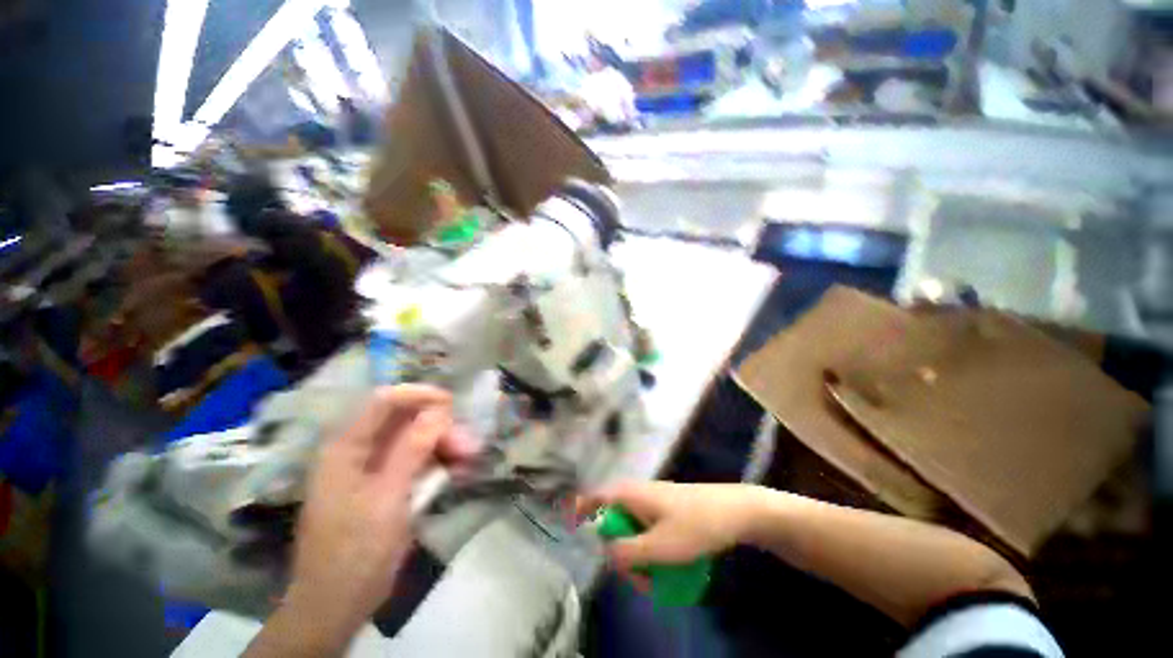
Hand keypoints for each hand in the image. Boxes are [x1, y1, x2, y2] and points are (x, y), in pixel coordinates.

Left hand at [274, 385, 477, 651]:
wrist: (338, 605)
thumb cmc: (355, 551)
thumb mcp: (387, 498)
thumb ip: (412, 449)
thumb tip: (440, 410)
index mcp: (347, 448)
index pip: (385, 401)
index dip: (419, 395)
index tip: (452, 404)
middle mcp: (360, 451)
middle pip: (406, 421)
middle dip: (440, 428)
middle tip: (469, 445)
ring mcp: (374, 469)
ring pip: (416, 440)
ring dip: (444, 445)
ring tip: (469, 459)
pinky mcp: (388, 485)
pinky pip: (418, 462)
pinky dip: (439, 462)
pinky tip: (459, 471)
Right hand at [578, 482, 760, 572]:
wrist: (735, 511)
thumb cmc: (696, 525)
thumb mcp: (660, 546)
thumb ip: (627, 552)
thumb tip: (605, 552)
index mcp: (631, 494)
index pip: (596, 496)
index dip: (580, 508)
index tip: (569, 525)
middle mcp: (638, 494)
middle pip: (615, 523)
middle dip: (621, 553)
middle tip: (639, 579)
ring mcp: (653, 502)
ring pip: (633, 531)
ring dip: (639, 557)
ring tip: (659, 580)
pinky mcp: (666, 511)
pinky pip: (648, 532)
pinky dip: (652, 551)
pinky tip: (669, 567)